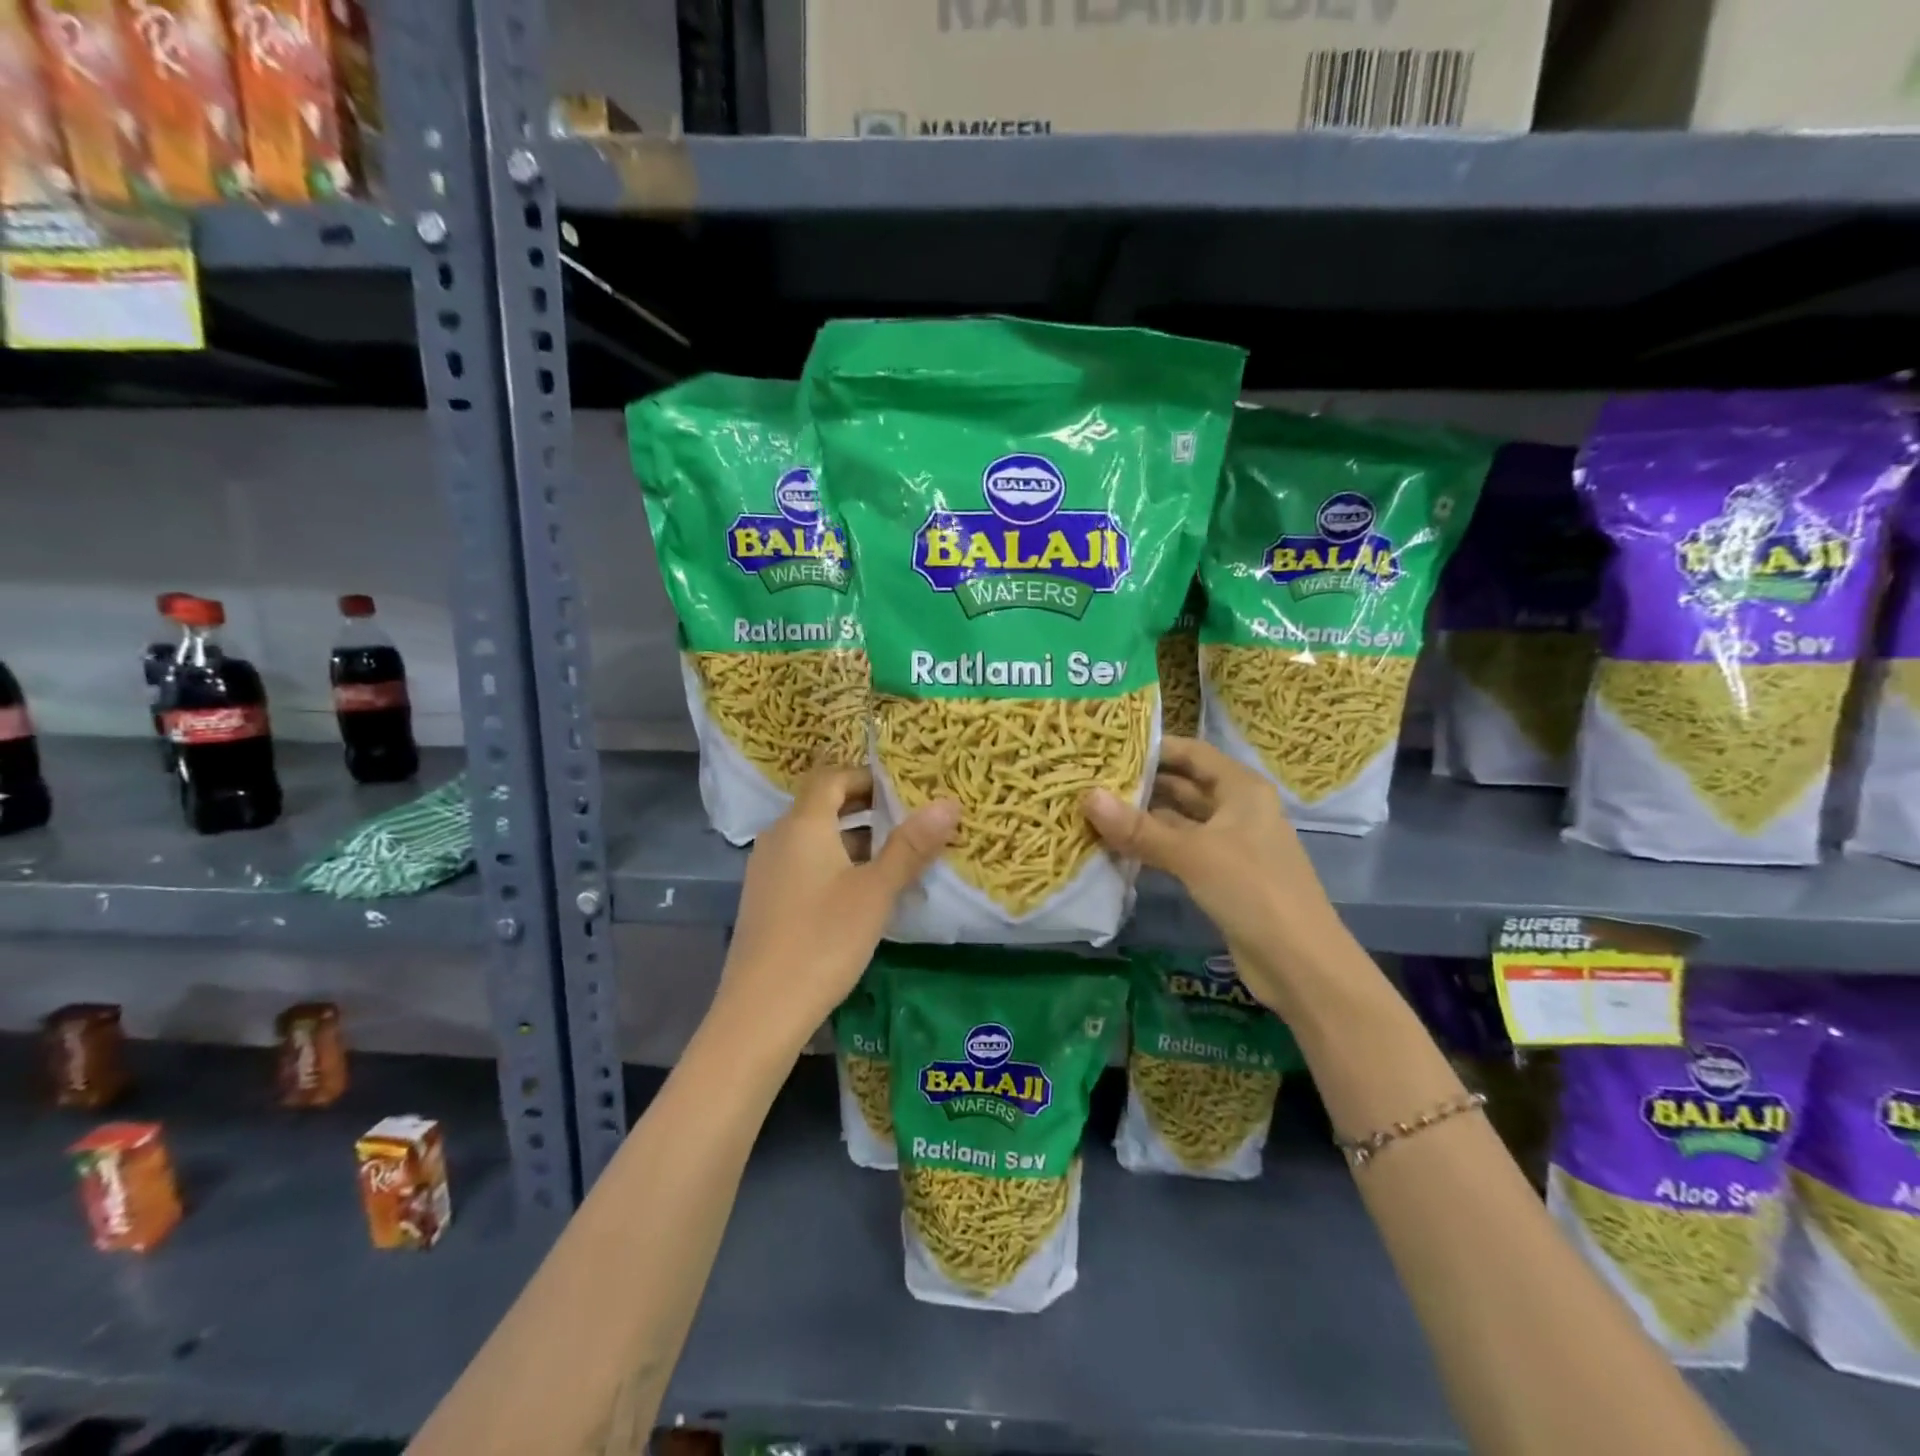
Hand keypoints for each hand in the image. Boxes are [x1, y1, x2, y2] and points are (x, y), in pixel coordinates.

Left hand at [720, 766, 958, 1051]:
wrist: (761, 1011)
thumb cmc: (823, 940)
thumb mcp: (876, 891)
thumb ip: (911, 846)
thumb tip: (949, 803)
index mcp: (802, 825)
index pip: (830, 777)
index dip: (865, 776)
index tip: (901, 789)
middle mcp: (778, 838)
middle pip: (820, 805)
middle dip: (863, 807)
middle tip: (906, 819)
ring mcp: (766, 871)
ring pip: (813, 838)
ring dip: (850, 838)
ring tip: (893, 856)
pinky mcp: (765, 901)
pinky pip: (803, 864)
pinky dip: (833, 864)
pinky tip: (860, 893)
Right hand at [1083, 736, 1353, 1016]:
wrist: (1300, 964)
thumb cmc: (1253, 891)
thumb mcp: (1193, 854)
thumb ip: (1139, 828)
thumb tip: (1087, 796)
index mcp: (1241, 789)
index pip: (1192, 753)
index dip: (1154, 748)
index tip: (1108, 748)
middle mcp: (1237, 809)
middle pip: (1183, 786)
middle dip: (1141, 784)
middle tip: (1089, 780)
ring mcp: (1229, 845)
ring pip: (1178, 821)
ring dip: (1142, 818)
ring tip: (1092, 811)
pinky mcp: (1220, 876)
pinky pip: (1179, 851)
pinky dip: (1151, 847)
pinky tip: (1115, 848)